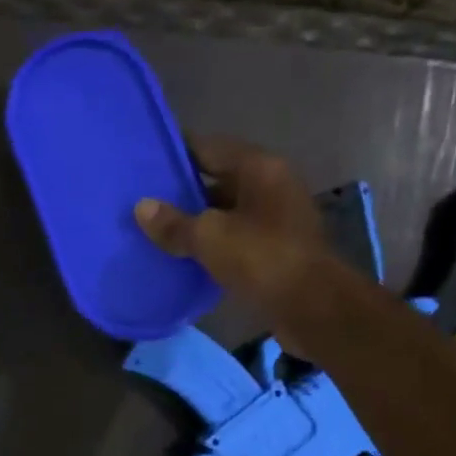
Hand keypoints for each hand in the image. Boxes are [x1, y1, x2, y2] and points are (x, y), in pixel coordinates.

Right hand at [134, 137, 335, 336]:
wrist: (313, 308)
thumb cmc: (263, 258)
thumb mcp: (210, 238)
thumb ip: (174, 223)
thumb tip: (141, 207)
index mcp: (259, 168)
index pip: (209, 147)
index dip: (176, 152)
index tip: (144, 161)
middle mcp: (271, 185)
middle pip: (218, 179)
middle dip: (182, 191)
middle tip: (143, 200)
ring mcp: (276, 219)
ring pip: (226, 212)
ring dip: (196, 221)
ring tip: (156, 230)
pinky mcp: (276, 249)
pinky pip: (235, 238)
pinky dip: (212, 244)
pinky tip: (183, 256)